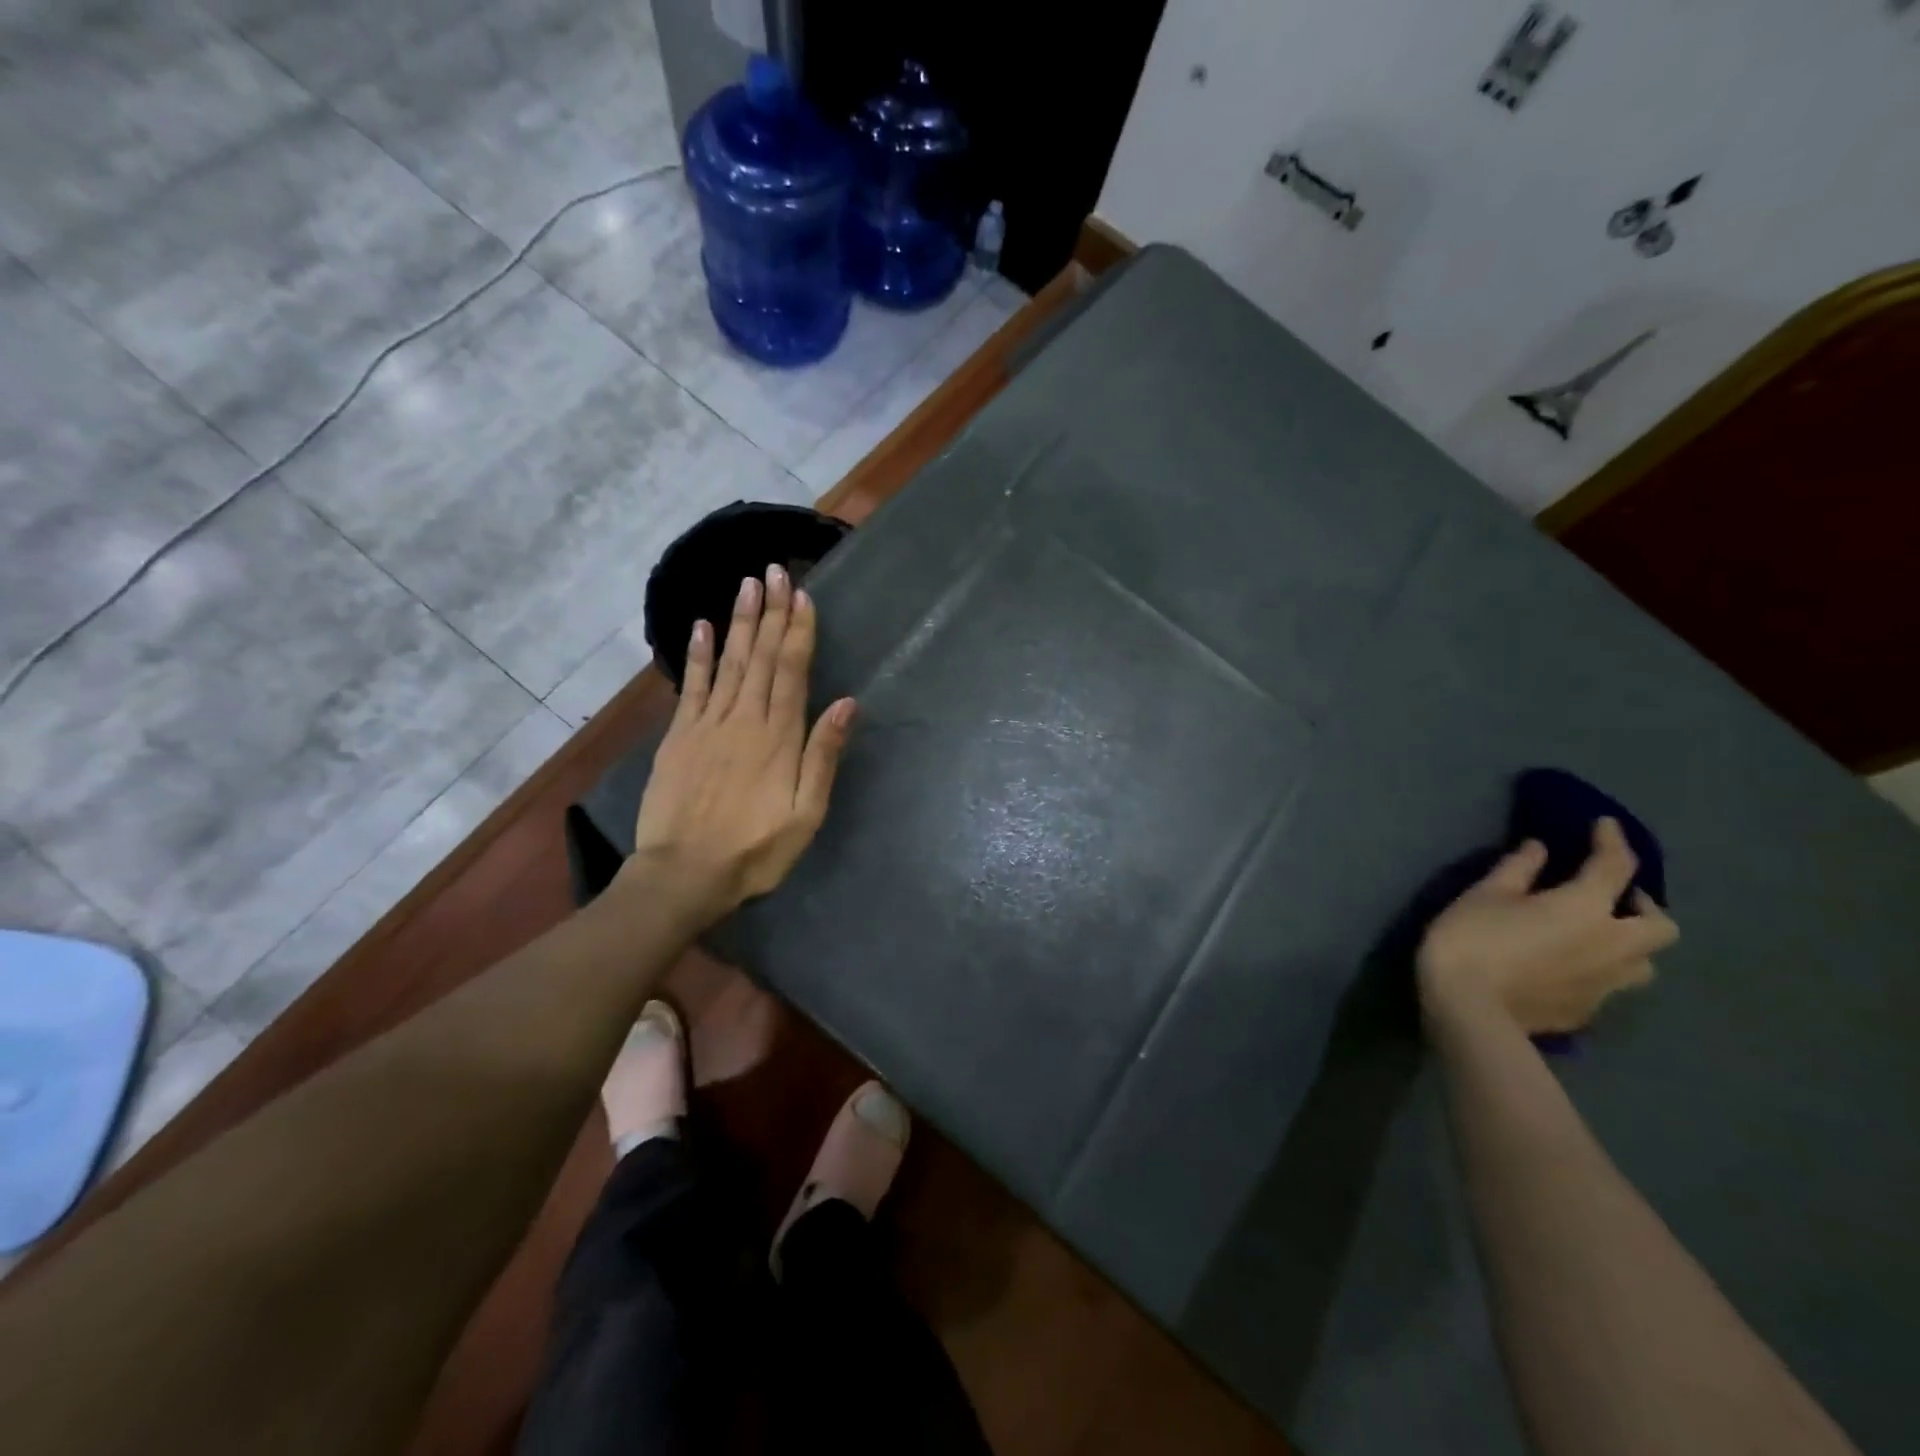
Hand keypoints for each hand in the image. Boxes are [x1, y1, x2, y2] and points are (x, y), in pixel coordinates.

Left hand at [626, 566, 855, 926]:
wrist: (683, 875)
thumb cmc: (755, 850)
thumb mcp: (806, 814)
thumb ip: (823, 756)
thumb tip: (846, 702)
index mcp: (779, 737)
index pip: (791, 671)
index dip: (798, 632)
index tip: (802, 596)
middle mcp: (744, 719)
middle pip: (761, 657)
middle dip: (771, 613)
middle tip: (775, 572)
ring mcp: (707, 724)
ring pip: (729, 661)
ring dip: (740, 622)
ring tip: (748, 584)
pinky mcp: (679, 736)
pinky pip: (692, 686)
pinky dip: (698, 654)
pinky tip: (701, 626)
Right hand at [1417, 818, 1678, 1033]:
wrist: (1468, 1009)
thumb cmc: (1473, 939)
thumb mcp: (1484, 894)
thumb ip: (1518, 869)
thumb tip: (1541, 848)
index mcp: (1586, 908)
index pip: (1615, 866)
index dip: (1612, 841)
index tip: (1604, 825)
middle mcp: (1613, 945)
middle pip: (1660, 925)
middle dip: (1642, 906)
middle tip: (1611, 897)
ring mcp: (1606, 984)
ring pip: (1644, 962)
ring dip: (1629, 943)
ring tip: (1595, 936)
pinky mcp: (1589, 1011)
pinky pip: (1610, 985)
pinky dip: (1597, 969)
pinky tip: (1565, 967)